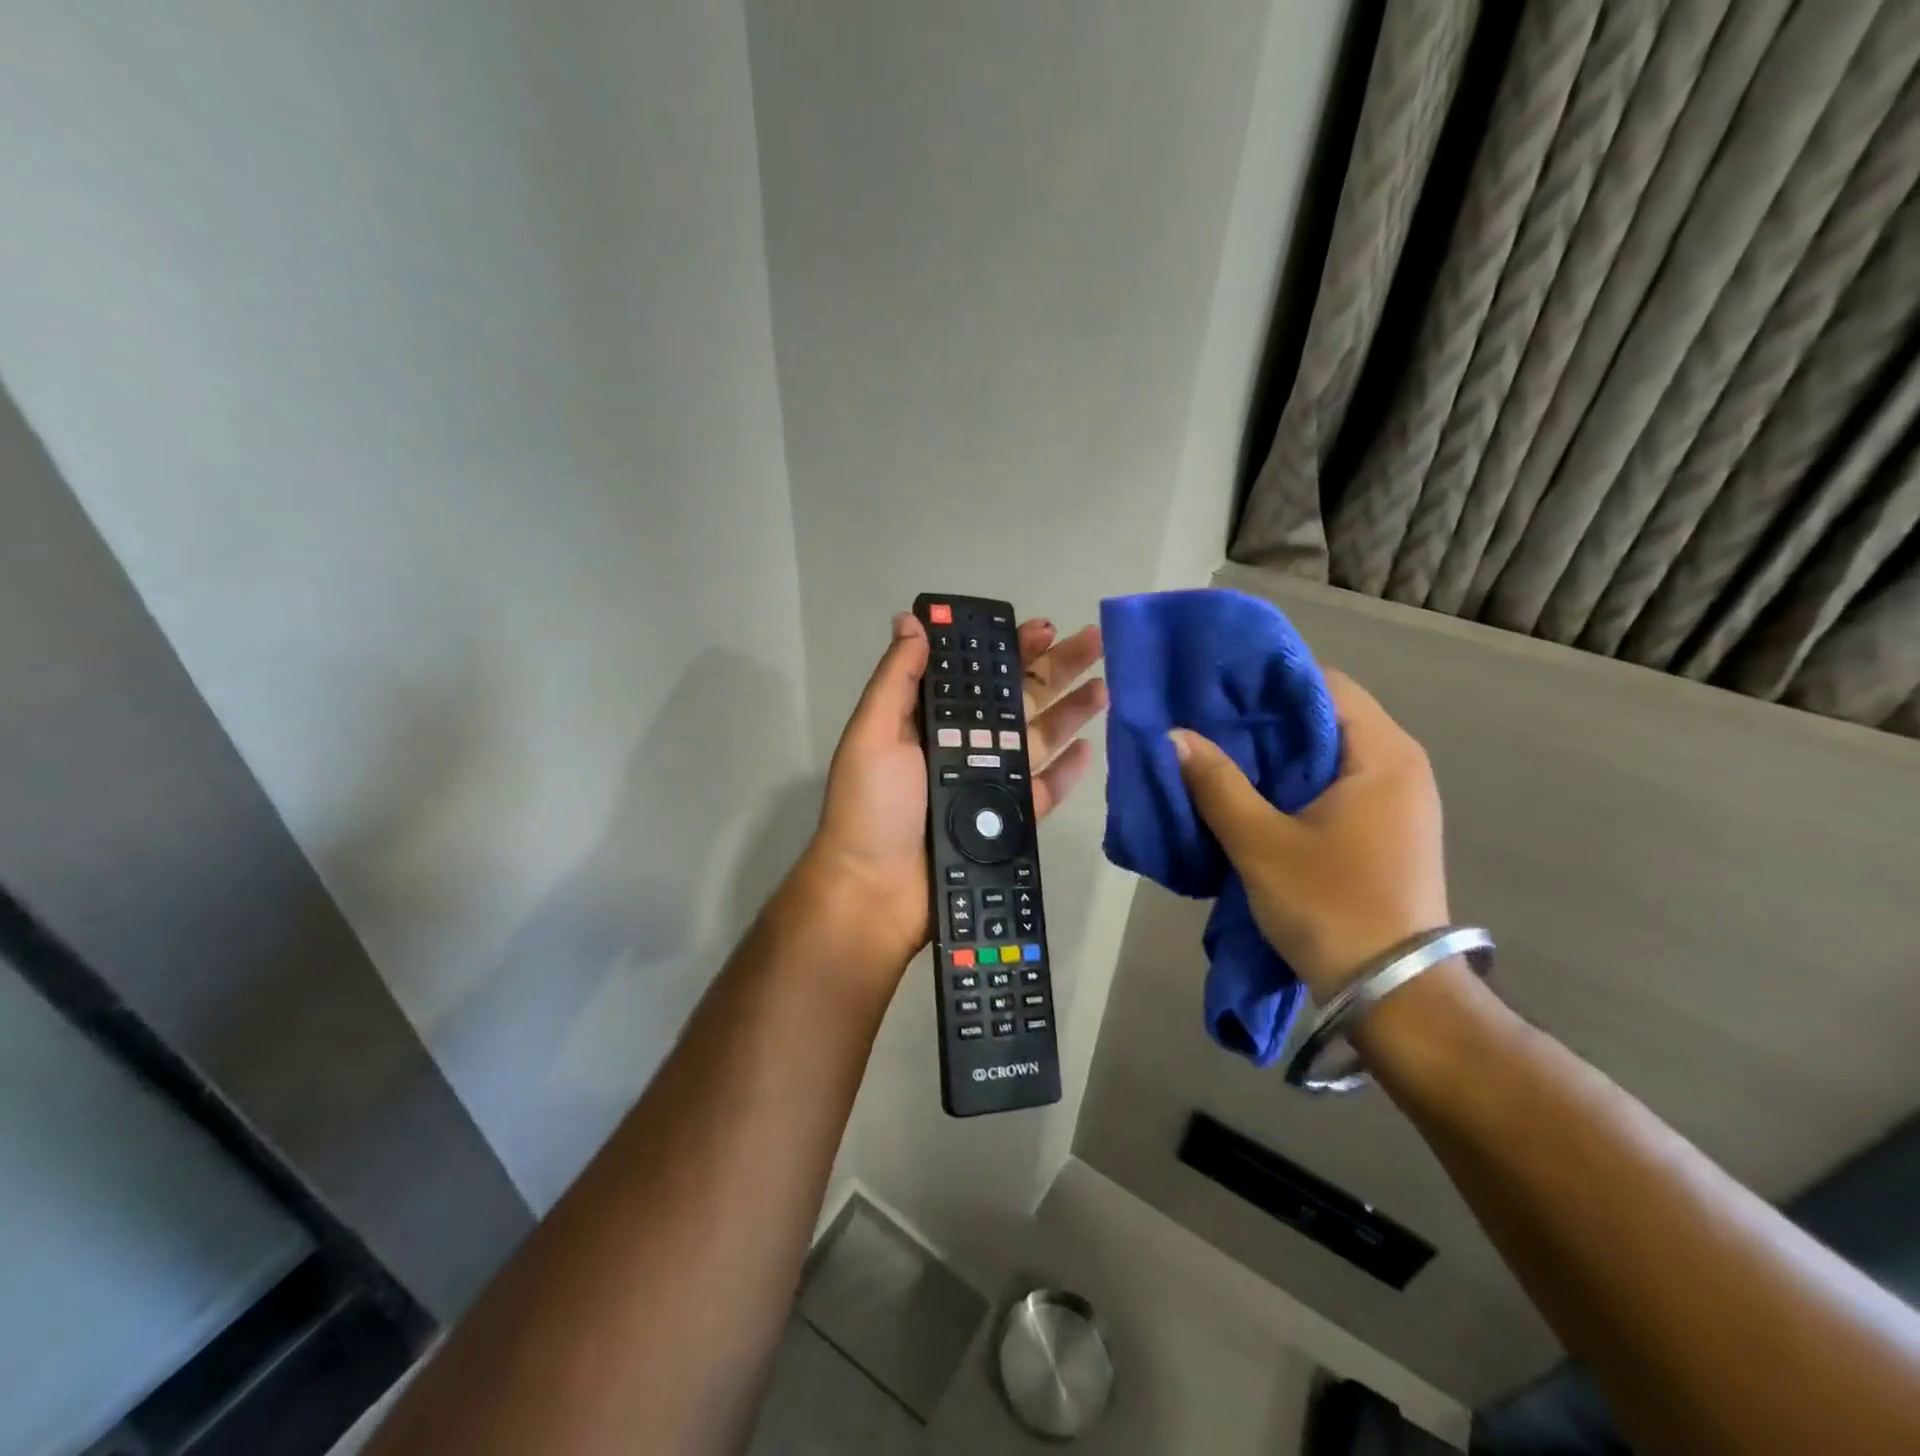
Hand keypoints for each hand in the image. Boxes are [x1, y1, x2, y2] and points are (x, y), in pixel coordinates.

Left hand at [808, 611, 1105, 973]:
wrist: (877, 891)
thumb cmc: (873, 806)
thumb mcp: (873, 732)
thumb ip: (898, 678)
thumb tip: (911, 620)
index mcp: (934, 721)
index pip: (979, 675)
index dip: (1010, 649)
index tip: (1041, 627)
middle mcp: (966, 746)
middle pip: (1019, 700)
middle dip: (1056, 668)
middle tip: (1094, 640)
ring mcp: (991, 784)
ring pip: (1040, 739)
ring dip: (1073, 710)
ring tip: (1106, 685)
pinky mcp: (1009, 822)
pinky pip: (1044, 789)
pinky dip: (1067, 770)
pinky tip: (1090, 747)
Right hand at [1171, 670, 1448, 1000]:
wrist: (1393, 993)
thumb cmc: (1331, 905)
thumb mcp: (1261, 843)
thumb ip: (1216, 784)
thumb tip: (1174, 736)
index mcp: (1383, 754)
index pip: (1325, 684)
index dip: (1269, 681)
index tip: (1218, 688)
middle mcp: (1399, 767)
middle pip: (1326, 717)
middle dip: (1265, 719)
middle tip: (1206, 721)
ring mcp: (1397, 802)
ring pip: (1326, 755)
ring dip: (1276, 754)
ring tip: (1218, 754)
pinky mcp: (1385, 832)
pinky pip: (1333, 786)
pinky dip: (1292, 782)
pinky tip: (1250, 794)